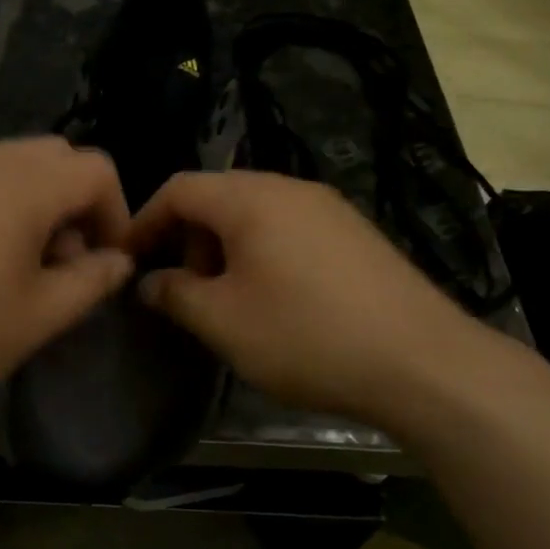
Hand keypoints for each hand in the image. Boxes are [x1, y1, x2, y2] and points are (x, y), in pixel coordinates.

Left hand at [0, 138, 133, 420]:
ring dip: (34, 203)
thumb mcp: (36, 319)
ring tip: (15, 265)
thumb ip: (90, 283)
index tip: (103, 263)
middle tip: (60, 262)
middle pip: (56, 156)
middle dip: (75, 203)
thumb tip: (118, 260)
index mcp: (24, 185)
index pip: (97, 169)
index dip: (116, 213)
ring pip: (11, 164)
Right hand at [128, 170, 502, 430]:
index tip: (129, 260)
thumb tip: (149, 282)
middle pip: (218, 197)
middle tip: (186, 290)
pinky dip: (264, 254)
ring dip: (226, 249)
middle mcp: (290, 188)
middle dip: (188, 239)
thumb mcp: (223, 321)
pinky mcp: (356, 233)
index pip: (179, 188)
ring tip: (229, 300)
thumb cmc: (305, 335)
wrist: (421, 360)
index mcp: (251, 198)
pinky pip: (291, 229)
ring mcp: (329, 208)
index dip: (144, 220)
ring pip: (256, 214)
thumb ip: (175, 294)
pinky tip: (276, 300)